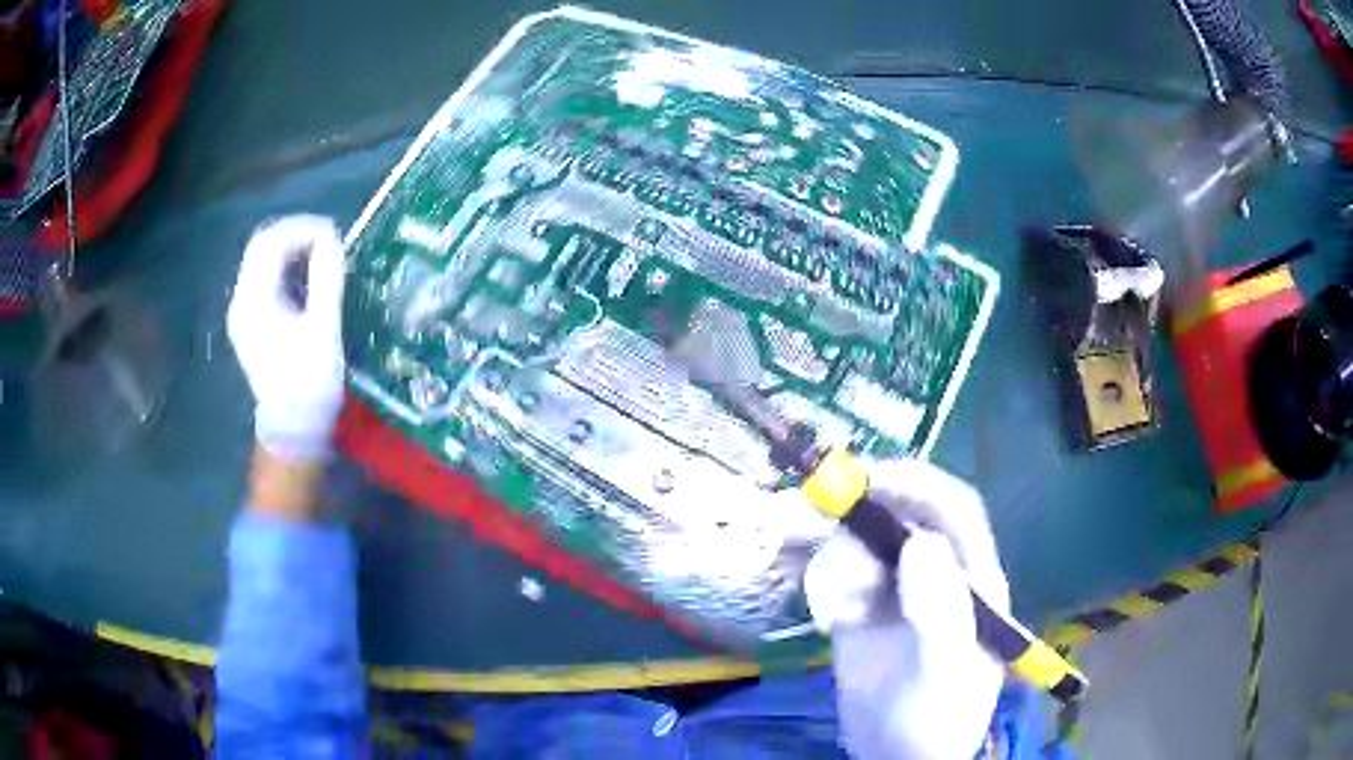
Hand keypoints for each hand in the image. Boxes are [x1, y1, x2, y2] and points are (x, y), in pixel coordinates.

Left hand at [227, 215, 346, 461]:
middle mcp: (241, 301)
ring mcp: (242, 313)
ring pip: (262, 262)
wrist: (293, 429)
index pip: (269, 242)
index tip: (333, 233)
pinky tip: (307, 278)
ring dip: (291, 250)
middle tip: (327, 238)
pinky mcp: (250, 323)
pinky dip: (285, 269)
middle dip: (295, 234)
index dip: (302, 228)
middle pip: (261, 247)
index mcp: (254, 301)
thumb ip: (326, 277)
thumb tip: (331, 238)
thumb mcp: (323, 327)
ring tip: (321, 254)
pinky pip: (264, 280)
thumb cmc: (310, 381)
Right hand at [804, 459, 1007, 759]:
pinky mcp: (863, 613)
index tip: (871, 480)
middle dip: (864, 521)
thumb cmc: (935, 717)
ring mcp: (897, 593)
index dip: (918, 483)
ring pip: (863, 546)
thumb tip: (921, 542)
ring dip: (840, 563)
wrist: (897, 759)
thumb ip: (940, 612)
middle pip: (900, 519)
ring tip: (837, 611)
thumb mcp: (944, 670)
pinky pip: (838, 577)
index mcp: (972, 579)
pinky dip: (825, 585)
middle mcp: (936, 575)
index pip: (953, 509)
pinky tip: (827, 621)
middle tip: (826, 528)